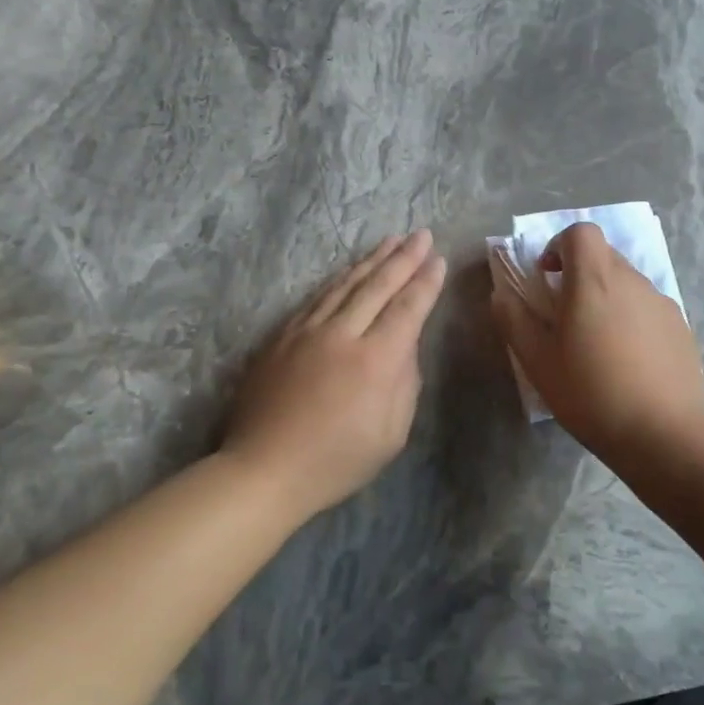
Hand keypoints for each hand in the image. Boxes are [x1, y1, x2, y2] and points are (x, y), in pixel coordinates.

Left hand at [224, 231, 447, 516]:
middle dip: (404, 257)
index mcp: (376, 361)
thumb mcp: (392, 433)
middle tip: (421, 234)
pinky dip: (339, 279)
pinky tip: (349, 270)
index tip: (439, 260)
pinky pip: (317, 297)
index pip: (408, 308)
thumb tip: (406, 346)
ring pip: (345, 284)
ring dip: (372, 260)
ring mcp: (308, 331)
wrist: (264, 470)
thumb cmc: (337, 461)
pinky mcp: (282, 336)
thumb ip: (405, 383)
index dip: (426, 282)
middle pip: (378, 285)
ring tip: (391, 240)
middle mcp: (343, 335)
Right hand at [490, 222, 703, 462]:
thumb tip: (501, 294)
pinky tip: (629, 363)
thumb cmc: (592, 393)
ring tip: (598, 346)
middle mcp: (632, 280)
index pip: (581, 232)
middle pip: (604, 256)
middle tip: (566, 317)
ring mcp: (662, 302)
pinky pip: (648, 308)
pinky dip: (632, 320)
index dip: (560, 246)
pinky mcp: (682, 327)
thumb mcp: (538, 362)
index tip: (548, 278)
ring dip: (607, 299)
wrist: (666, 433)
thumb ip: (514, 320)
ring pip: (627, 283)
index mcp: (594, 280)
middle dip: (580, 275)